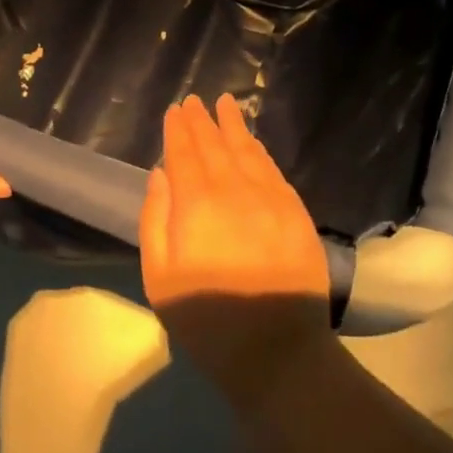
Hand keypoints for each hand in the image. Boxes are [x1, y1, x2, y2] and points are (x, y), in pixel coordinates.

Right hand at [140, 93, 334, 410]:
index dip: (179, 130)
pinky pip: (273, 169)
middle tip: (196, 100)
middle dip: (203, 121)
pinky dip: (259, 150)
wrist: (278, 352)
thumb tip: (160, 174)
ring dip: (234, 125)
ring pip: (248, 150)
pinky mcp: (295, 212)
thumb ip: (156, 220)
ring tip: (226, 104)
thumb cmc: (208, 320)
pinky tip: (253, 142)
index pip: (185, 154)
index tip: (176, 110)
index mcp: (197, 204)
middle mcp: (235, 190)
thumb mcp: (161, 278)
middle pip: (216, 145)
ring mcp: (270, 198)